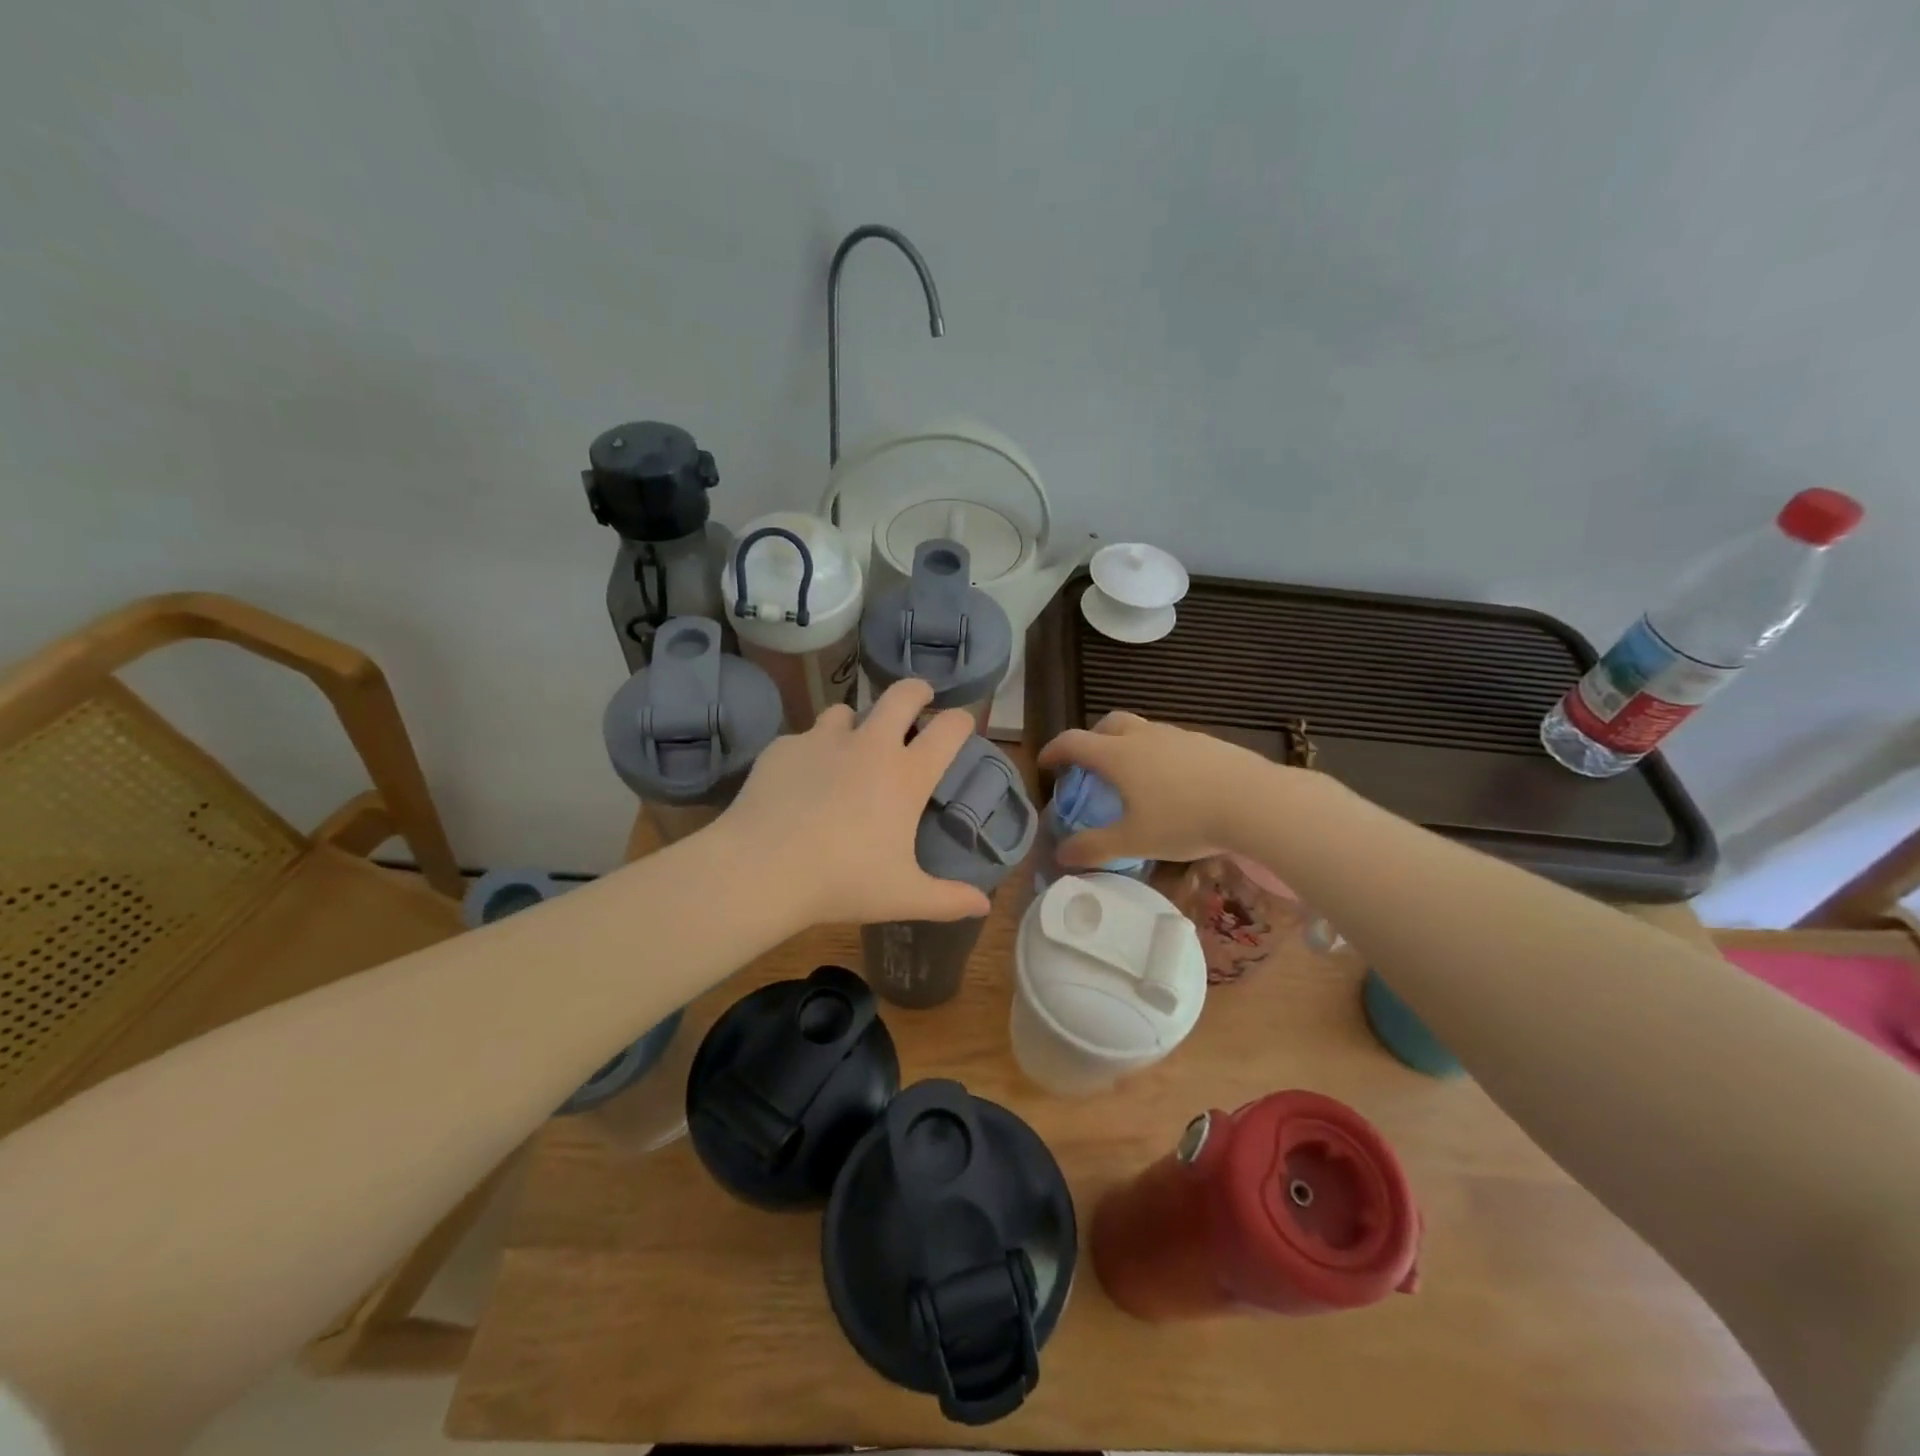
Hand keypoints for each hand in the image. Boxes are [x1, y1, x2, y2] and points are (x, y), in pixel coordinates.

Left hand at [717, 679, 993, 925]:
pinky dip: (809, 753)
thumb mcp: (903, 897)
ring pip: (846, 710)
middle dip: (916, 691)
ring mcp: (822, 740)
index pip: (949, 729)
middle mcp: (869, 745)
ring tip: (849, 747)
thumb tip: (984, 906)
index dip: (962, 720)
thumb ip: (948, 899)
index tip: (962, 724)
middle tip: (919, 700)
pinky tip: (800, 781)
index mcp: (906, 774)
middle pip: (902, 694)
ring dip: (855, 724)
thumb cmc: (843, 881)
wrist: (762, 869)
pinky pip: (803, 739)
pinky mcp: (783, 748)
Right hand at [1037, 712, 1280, 866]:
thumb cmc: (1184, 820)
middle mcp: (1144, 737)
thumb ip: (1094, 847)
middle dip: (1092, 739)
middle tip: (1089, 764)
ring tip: (1132, 777)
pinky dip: (1157, 754)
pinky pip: (1170, 741)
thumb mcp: (1134, 840)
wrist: (1255, 802)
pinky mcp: (1207, 743)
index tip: (1045, 764)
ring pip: (1142, 730)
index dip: (1054, 750)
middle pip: (1108, 723)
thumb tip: (1061, 855)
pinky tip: (1172, 782)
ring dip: (1127, 745)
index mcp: (1118, 756)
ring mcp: (1178, 736)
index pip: (1074, 742)